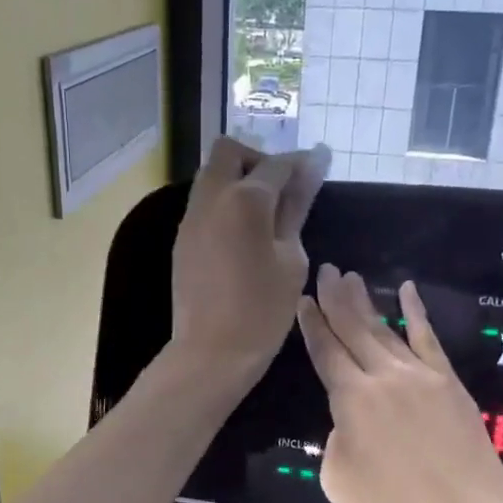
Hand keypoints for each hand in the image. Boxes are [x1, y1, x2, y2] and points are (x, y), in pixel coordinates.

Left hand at [170, 138, 328, 384]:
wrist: (211, 351)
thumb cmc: (263, 309)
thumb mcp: (291, 258)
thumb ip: (296, 208)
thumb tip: (312, 168)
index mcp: (245, 200)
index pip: (277, 164)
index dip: (301, 162)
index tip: (320, 166)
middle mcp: (211, 197)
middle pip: (230, 151)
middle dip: (258, 159)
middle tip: (282, 189)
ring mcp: (191, 216)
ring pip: (212, 174)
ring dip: (238, 179)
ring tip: (265, 213)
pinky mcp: (182, 237)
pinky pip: (203, 201)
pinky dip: (224, 201)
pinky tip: (244, 233)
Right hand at [298, 269, 502, 502]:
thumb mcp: (339, 480)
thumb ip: (335, 439)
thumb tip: (348, 422)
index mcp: (351, 399)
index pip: (325, 351)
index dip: (312, 324)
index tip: (303, 300)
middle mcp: (384, 376)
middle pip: (353, 328)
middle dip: (335, 298)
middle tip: (325, 270)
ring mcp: (421, 375)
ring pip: (386, 329)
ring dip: (366, 301)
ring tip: (351, 277)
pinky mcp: (450, 383)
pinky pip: (429, 339)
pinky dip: (417, 312)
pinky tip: (408, 291)